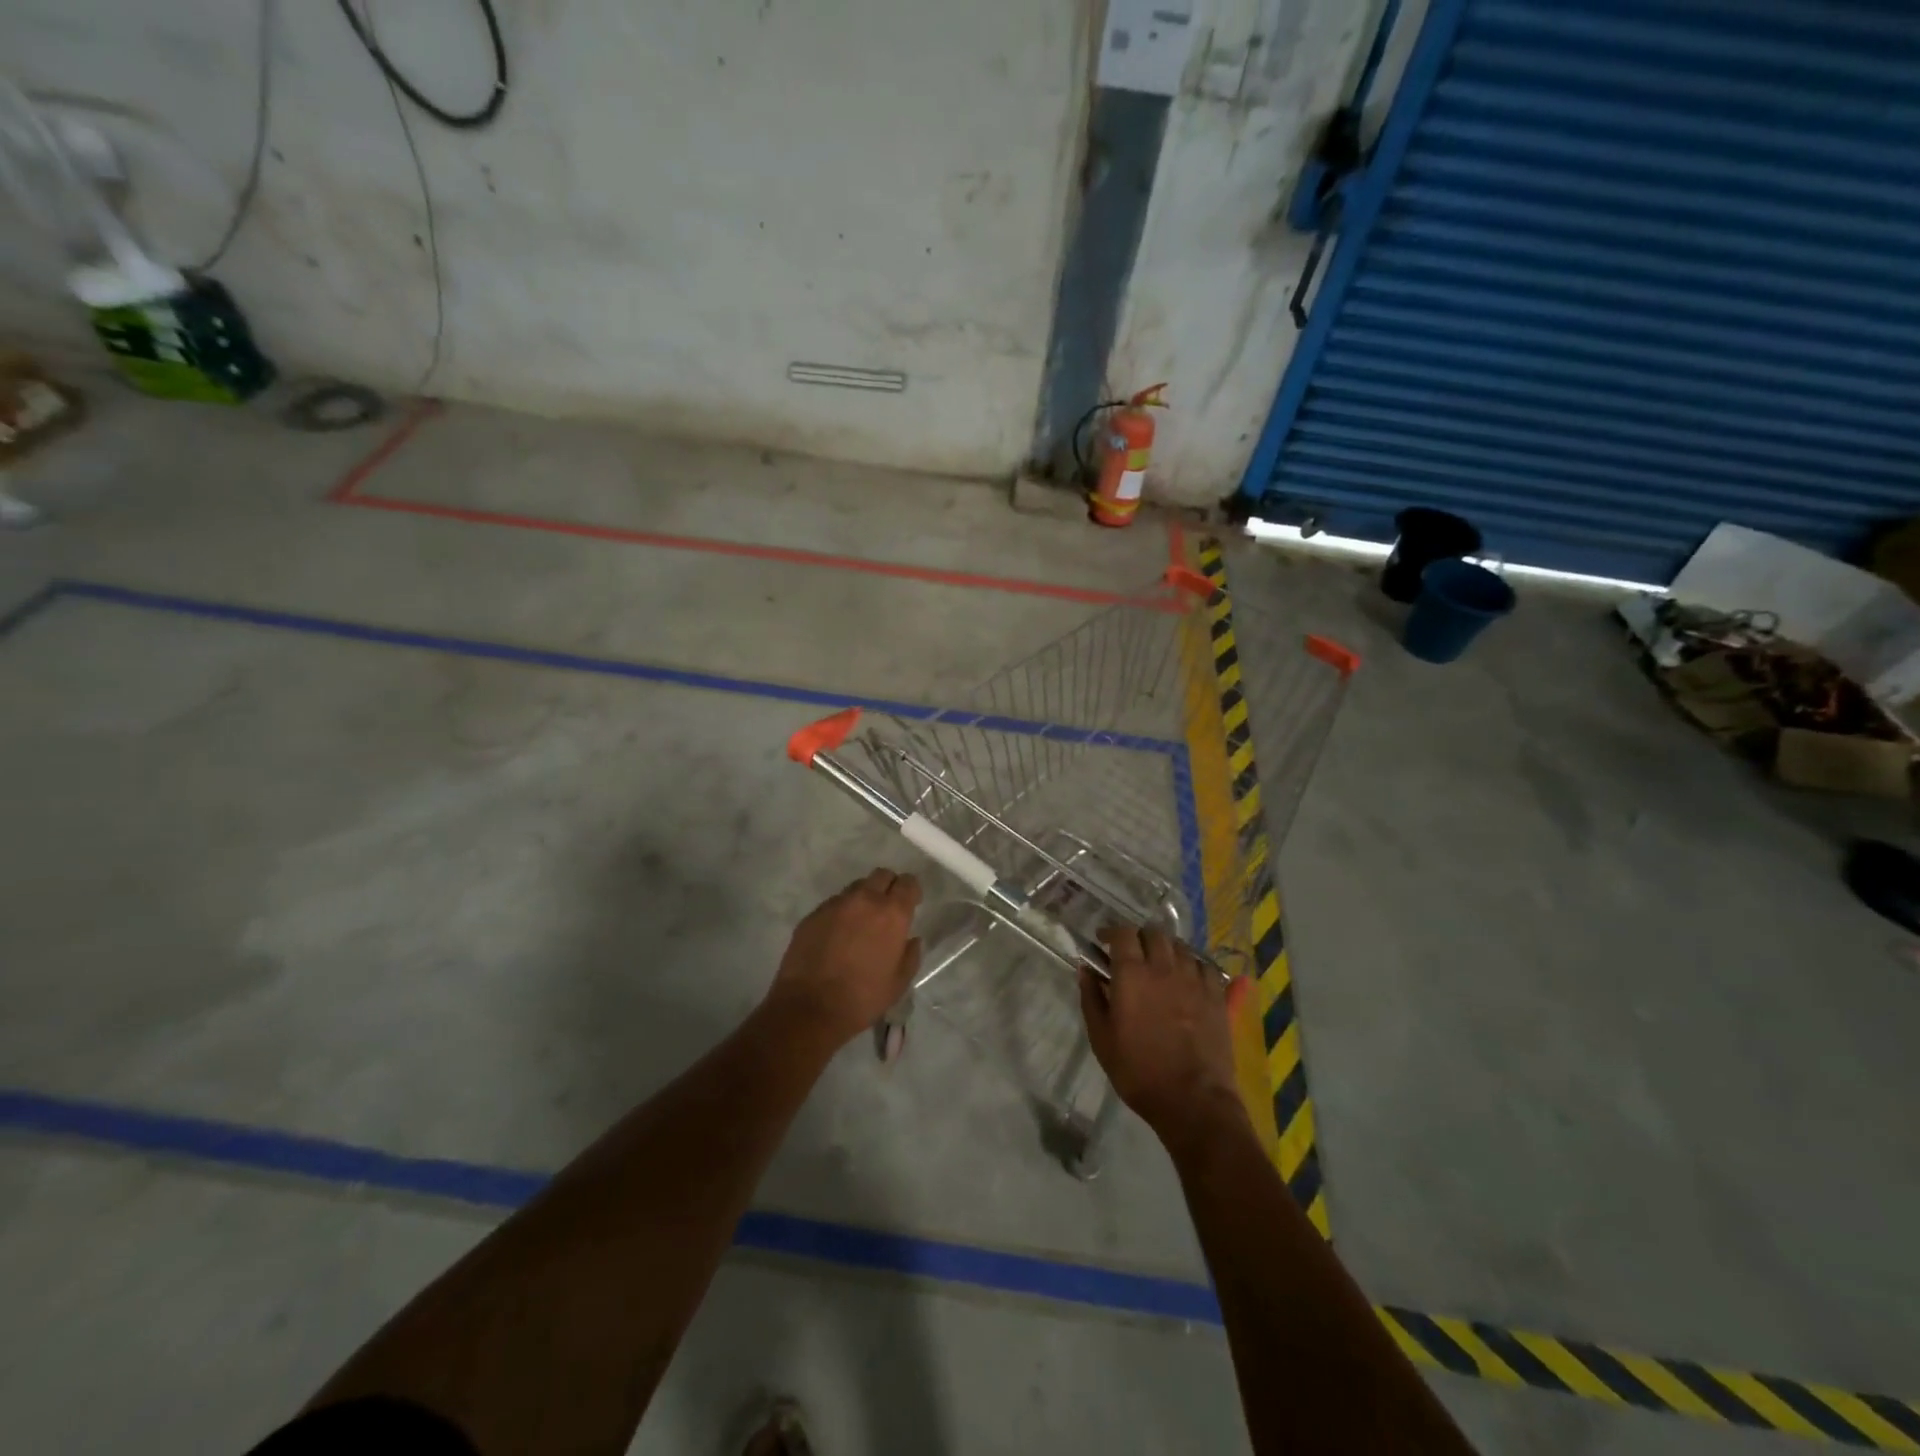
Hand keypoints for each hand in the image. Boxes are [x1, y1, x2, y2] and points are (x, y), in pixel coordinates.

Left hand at [765, 869, 921, 1047]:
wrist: (810, 1007)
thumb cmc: (863, 997)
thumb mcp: (899, 983)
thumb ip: (910, 955)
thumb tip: (912, 939)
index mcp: (892, 914)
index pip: (908, 883)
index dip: (911, 891)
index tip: (911, 903)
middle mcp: (864, 900)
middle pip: (881, 875)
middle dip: (888, 887)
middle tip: (886, 910)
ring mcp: (835, 905)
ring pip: (855, 888)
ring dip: (863, 899)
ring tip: (859, 924)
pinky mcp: (813, 915)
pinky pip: (833, 904)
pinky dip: (840, 913)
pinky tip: (836, 936)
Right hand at [1079, 925, 1249, 1148]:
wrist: (1192, 1100)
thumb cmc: (1138, 1071)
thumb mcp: (1101, 1038)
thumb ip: (1091, 998)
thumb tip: (1085, 969)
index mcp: (1132, 974)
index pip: (1123, 933)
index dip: (1111, 931)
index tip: (1103, 940)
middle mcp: (1164, 967)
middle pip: (1153, 933)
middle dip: (1139, 937)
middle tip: (1131, 953)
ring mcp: (1194, 979)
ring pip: (1180, 945)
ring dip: (1166, 948)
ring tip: (1159, 963)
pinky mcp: (1216, 995)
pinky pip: (1204, 965)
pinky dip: (1192, 964)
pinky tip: (1187, 977)